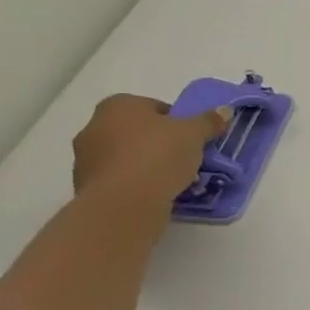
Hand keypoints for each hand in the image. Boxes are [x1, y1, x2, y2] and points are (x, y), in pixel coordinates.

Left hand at [71, 94, 230, 208]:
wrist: (123, 204)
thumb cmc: (158, 156)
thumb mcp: (194, 134)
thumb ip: (209, 121)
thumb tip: (225, 110)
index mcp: (118, 105)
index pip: (155, 107)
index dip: (177, 122)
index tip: (191, 139)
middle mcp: (94, 126)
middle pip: (138, 131)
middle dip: (159, 143)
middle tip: (184, 158)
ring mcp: (85, 158)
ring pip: (127, 156)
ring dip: (147, 165)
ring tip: (173, 180)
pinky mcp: (85, 187)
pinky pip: (119, 179)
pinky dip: (135, 184)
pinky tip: (155, 194)